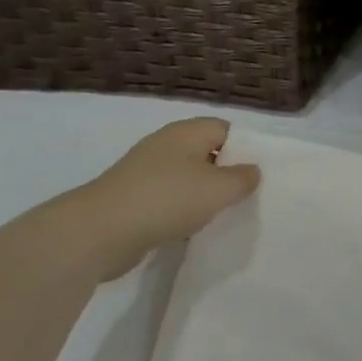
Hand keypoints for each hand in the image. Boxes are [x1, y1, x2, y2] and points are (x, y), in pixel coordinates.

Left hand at [56, 118, 261, 280]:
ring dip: (205, 195)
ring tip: (226, 214)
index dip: (246, 147)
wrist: (101, 232)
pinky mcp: (134, 198)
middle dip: (227, 173)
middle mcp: (165, 146)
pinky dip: (184, 210)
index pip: (225, 129)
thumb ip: (243, 178)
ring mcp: (146, 172)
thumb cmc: (167, 200)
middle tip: (249, 195)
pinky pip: (170, 199)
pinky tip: (194, 227)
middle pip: (206, 153)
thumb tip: (252, 170)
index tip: (261, 172)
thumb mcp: (218, 189)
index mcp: (186, 133)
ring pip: (188, 178)